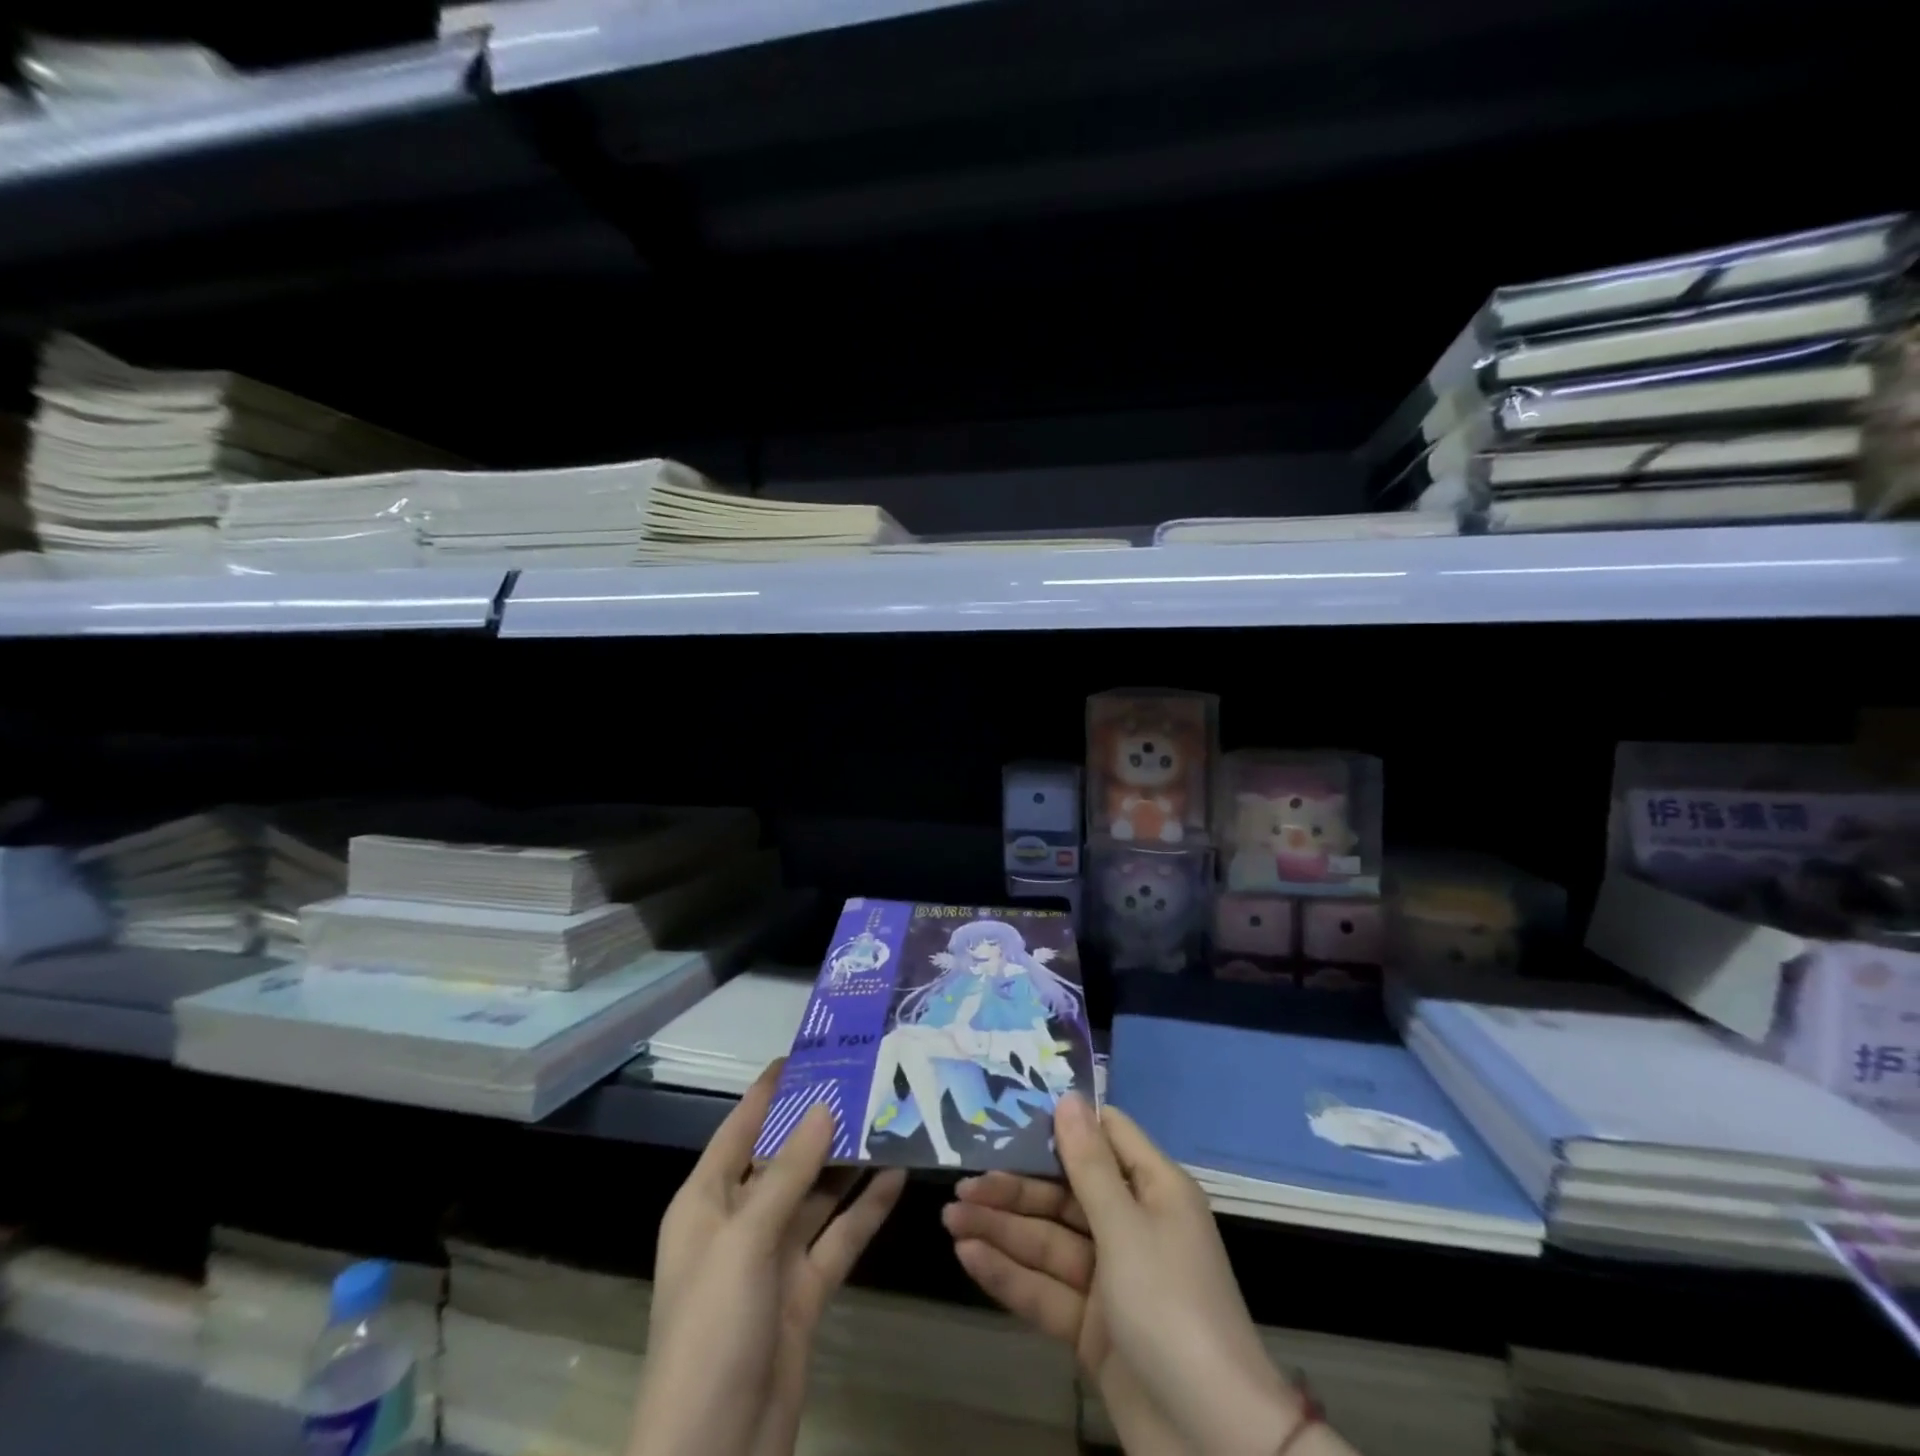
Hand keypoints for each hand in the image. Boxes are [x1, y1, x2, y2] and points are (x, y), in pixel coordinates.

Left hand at [630, 1063, 906, 1455]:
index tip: (810, 1050)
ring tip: (891, 1115)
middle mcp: (739, 1221)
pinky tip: (898, 1175)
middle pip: (785, 1157)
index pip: (740, 1128)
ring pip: (817, 1194)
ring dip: (850, 1161)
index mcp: (706, 1202)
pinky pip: (839, 1237)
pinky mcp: (804, 1292)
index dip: (771, 1089)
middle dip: (822, 1120)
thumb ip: (787, 1172)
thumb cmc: (711, 1332)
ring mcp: (774, 1258)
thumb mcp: (745, 1241)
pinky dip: (865, 1209)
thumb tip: (823, 1106)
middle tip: (868, 1077)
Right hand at [949, 1094, 1338, 1455]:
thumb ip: (1089, 1166)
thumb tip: (1069, 1098)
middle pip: (1065, 1194)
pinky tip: (968, 1257)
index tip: (1012, 1114)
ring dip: (1002, 1231)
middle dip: (1015, 1190)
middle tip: (961, 1186)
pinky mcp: (1093, 1328)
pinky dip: (1010, 1275)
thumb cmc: (1172, 1308)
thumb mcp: (1126, 1228)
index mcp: (1153, 1191)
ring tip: (950, 1218)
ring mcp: (1111, 1280)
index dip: (1063, 1125)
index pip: (1106, 1138)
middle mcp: (1132, 1226)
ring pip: (1049, 1242)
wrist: (1213, 1444)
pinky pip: (1047, 1290)